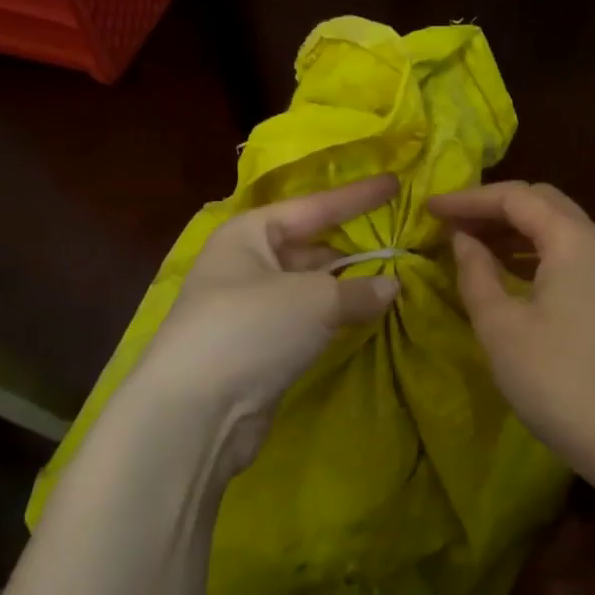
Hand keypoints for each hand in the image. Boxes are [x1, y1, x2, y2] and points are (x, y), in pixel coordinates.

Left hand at [126, 174, 401, 477]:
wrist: (195, 412)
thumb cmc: (252, 329)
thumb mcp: (315, 300)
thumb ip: (359, 289)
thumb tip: (392, 286)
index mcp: (249, 234)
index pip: (314, 206)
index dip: (357, 196)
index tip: (395, 183)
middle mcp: (245, 264)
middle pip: (311, 246)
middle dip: (353, 246)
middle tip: (400, 241)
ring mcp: (249, 308)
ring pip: (309, 286)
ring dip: (347, 285)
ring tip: (393, 279)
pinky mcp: (257, 347)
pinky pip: (306, 320)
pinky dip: (334, 316)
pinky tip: (364, 316)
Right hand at [428, 181, 594, 470]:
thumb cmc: (555, 379)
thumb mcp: (501, 326)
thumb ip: (476, 273)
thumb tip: (462, 239)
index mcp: (571, 238)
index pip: (515, 197)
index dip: (468, 198)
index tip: (429, 207)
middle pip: (541, 202)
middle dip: (493, 206)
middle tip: (450, 221)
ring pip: (556, 227)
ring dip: (512, 228)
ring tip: (469, 243)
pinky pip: (566, 253)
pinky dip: (531, 251)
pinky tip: (505, 271)